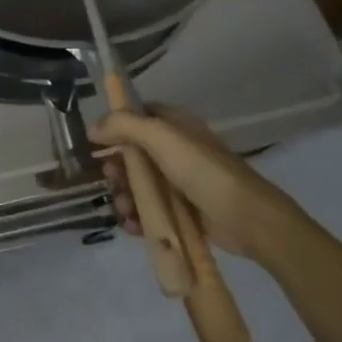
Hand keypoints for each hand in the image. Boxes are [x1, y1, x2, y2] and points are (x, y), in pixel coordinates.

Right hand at [89, 107, 311, 263]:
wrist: (249, 220)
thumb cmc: (204, 172)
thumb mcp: (162, 138)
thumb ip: (124, 125)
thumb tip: (92, 129)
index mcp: (175, 127)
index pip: (139, 115)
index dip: (116, 124)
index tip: (98, 140)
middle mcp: (176, 151)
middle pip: (132, 153)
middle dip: (116, 167)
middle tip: (111, 178)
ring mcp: (179, 182)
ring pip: (138, 184)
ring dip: (124, 195)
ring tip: (124, 209)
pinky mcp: (182, 211)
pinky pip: (150, 210)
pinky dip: (137, 217)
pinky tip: (133, 225)